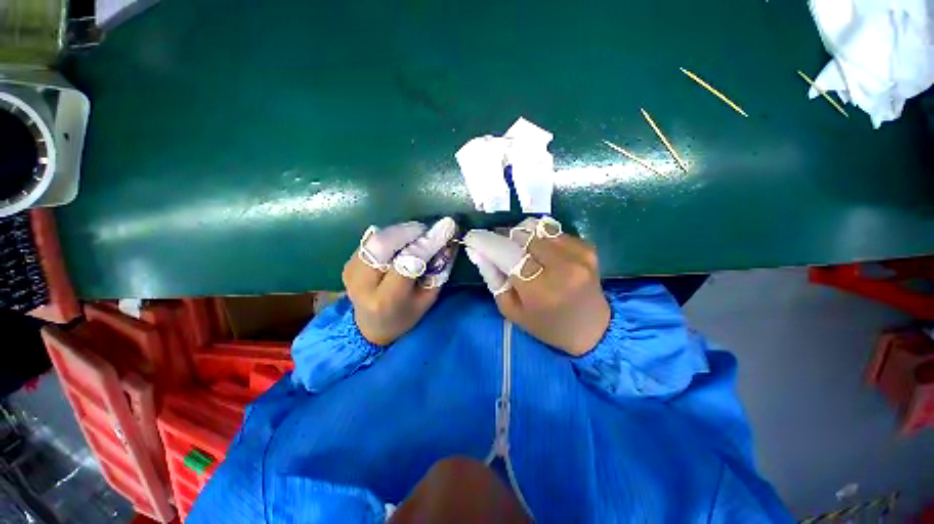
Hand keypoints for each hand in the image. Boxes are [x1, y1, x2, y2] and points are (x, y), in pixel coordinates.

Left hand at [343, 217, 457, 345]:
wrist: (370, 327)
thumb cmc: (404, 316)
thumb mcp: (427, 299)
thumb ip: (439, 272)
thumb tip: (448, 242)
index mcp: (386, 299)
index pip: (407, 263)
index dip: (427, 243)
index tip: (446, 227)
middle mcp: (362, 284)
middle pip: (383, 244)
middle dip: (409, 231)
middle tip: (427, 230)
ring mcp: (351, 271)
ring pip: (376, 238)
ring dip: (399, 232)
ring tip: (416, 235)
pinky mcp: (348, 263)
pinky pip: (371, 241)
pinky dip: (389, 236)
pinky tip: (400, 242)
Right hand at [463, 217, 609, 355]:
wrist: (592, 329)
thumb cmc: (546, 325)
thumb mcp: (511, 309)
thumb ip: (493, 278)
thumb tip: (477, 251)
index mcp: (541, 289)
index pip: (507, 253)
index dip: (486, 241)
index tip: (472, 237)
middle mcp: (563, 266)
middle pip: (522, 234)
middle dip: (504, 237)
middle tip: (498, 247)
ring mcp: (579, 253)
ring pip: (537, 227)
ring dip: (522, 235)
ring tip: (520, 251)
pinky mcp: (587, 247)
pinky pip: (553, 231)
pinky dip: (540, 238)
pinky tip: (541, 253)